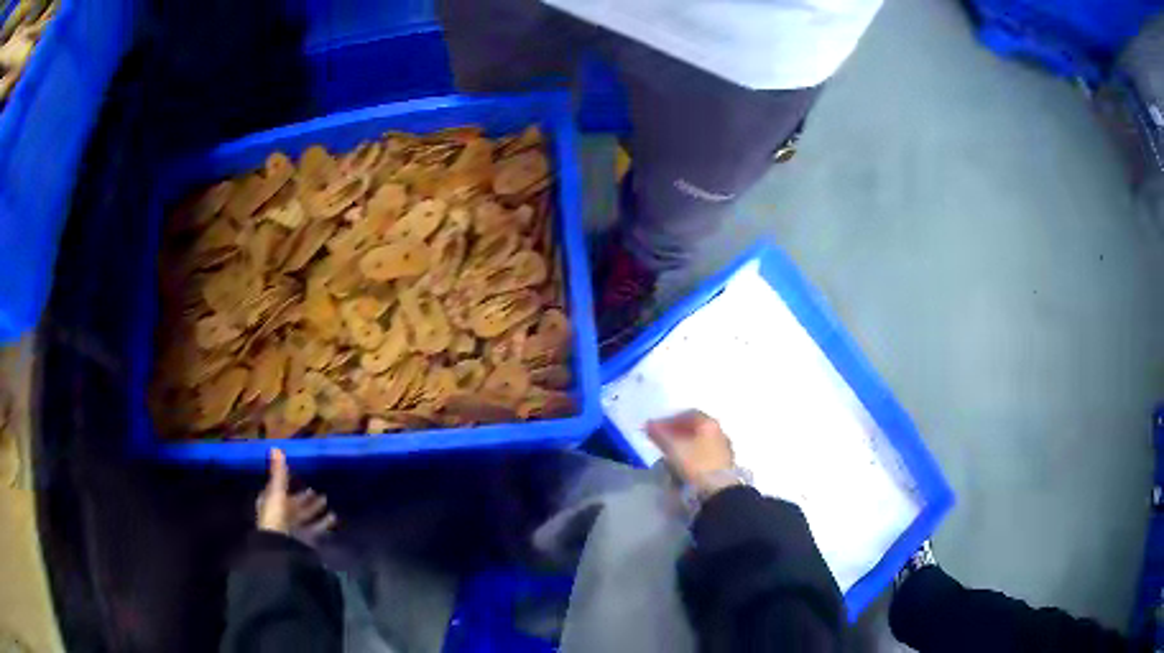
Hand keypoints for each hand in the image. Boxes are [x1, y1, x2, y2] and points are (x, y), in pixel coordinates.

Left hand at [256, 449, 336, 547]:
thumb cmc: (276, 516)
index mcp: (270, 502)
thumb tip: (275, 447)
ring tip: (326, 501)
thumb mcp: (277, 491)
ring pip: (305, 516)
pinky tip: (333, 517)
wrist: (282, 546)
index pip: (277, 490)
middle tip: (316, 490)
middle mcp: (280, 515)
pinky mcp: (304, 538)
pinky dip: (323, 523)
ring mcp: (293, 527)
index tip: (297, 476)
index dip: (285, 483)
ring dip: (314, 509)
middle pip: (293, 504)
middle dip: (304, 497)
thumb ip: (279, 472)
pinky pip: (315, 528)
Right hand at [647, 410, 737, 498]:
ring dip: (686, 443)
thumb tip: (649, 424)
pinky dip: (694, 454)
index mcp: (709, 423)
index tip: (656, 428)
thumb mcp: (673, 447)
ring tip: (671, 453)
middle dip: (677, 432)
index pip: (688, 414)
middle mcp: (719, 432)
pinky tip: (685, 463)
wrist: (717, 489)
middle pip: (695, 427)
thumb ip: (660, 434)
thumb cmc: (695, 463)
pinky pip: (706, 453)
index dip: (670, 419)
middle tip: (662, 439)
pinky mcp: (725, 463)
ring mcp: (724, 448)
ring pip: (701, 441)